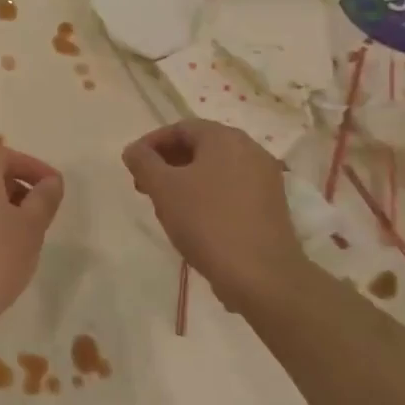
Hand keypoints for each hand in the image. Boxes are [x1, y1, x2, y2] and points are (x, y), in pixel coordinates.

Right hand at [122, 119, 304, 307]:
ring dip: (185, 180)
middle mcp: (250, 150)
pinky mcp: (271, 205)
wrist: (261, 275)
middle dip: (167, 163)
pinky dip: (208, 195)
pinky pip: (231, 188)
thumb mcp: (163, 189)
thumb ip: (143, 162)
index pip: (180, 128)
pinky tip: (194, 220)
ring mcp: (265, 178)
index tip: (132, 166)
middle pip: (200, 147)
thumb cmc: (207, 222)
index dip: (151, 143)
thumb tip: (133, 150)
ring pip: (215, 169)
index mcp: (225, 138)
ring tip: (166, 205)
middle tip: (145, 186)